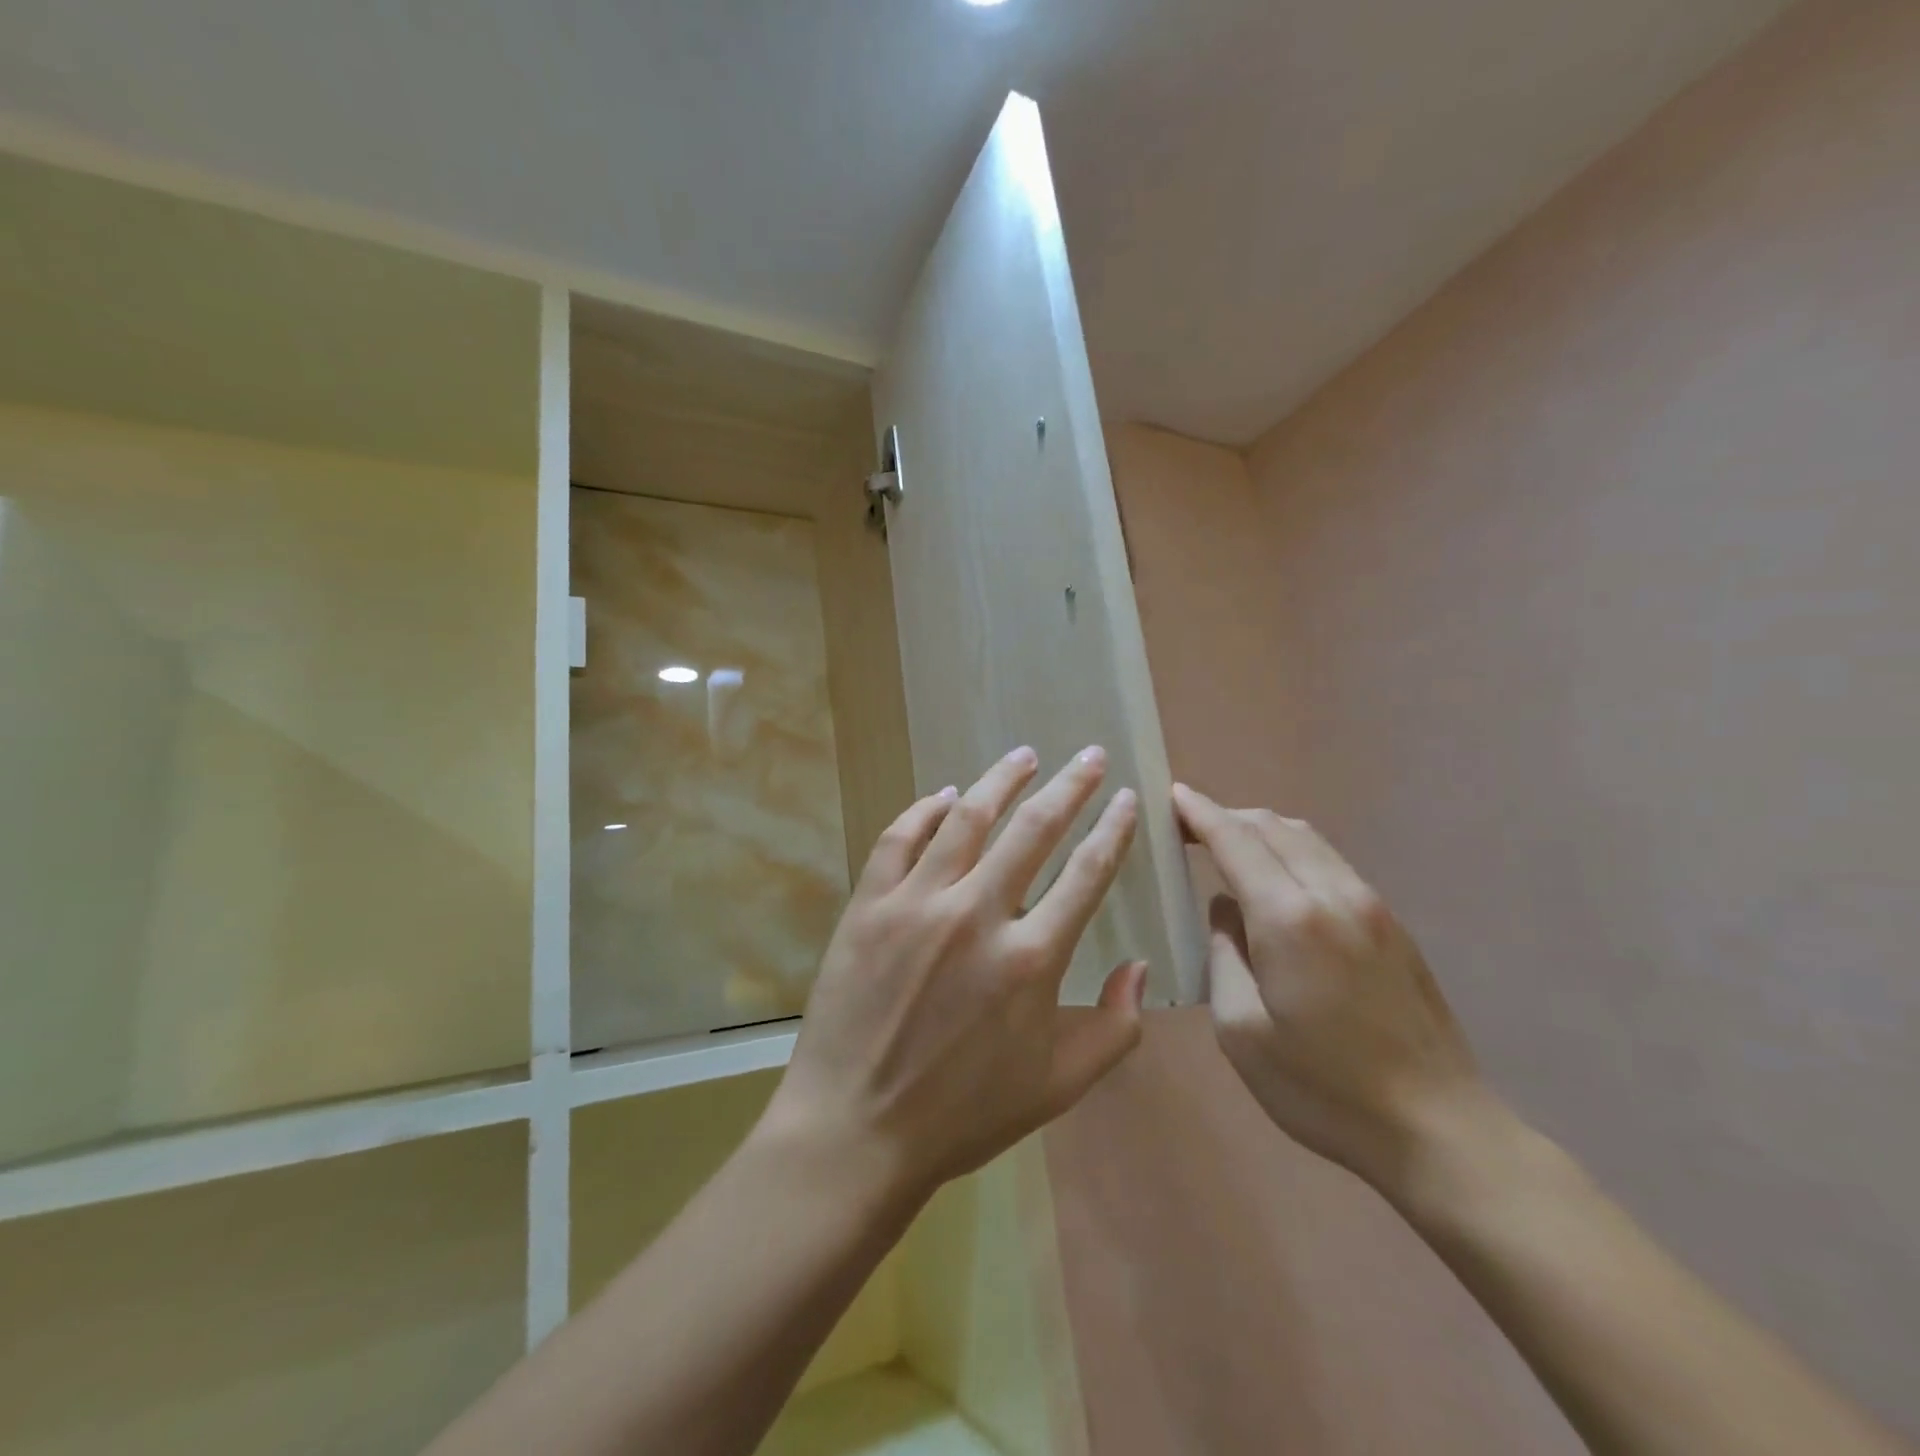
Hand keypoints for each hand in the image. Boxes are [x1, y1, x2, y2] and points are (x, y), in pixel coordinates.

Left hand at [762, 746, 1147, 1207]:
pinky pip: (900, 838)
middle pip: (1034, 828)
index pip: (1087, 872)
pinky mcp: (869, 905)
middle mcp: (977, 914)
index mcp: (1031, 958)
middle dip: (1070, 785)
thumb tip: (1140, 967)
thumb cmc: (964, 1114)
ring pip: (967, 818)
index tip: (1127, 798)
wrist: (856, 1130)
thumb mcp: (1058, 1085)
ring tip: (1023, 755)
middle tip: (1089, 756)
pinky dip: (925, 810)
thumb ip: (1115, 1028)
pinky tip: (944, 796)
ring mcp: (917, 903)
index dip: (1113, 828)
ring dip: (1001, 780)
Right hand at [1173, 783, 1489, 1194]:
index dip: (1199, 812)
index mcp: (1290, 919)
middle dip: (1226, 816)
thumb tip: (1226, 911)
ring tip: (1227, 846)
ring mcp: (1371, 905)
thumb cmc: (1323, 1088)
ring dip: (1260, 830)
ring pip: (1307, 838)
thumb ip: (1224, 956)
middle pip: (1273, 827)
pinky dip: (1291, 851)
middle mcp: (1334, 894)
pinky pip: (1330, 862)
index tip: (1170, 796)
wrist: (1439, 1129)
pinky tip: (1275, 881)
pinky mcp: (1392, 924)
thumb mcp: (1241, 1031)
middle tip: (1187, 826)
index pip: (1236, 840)